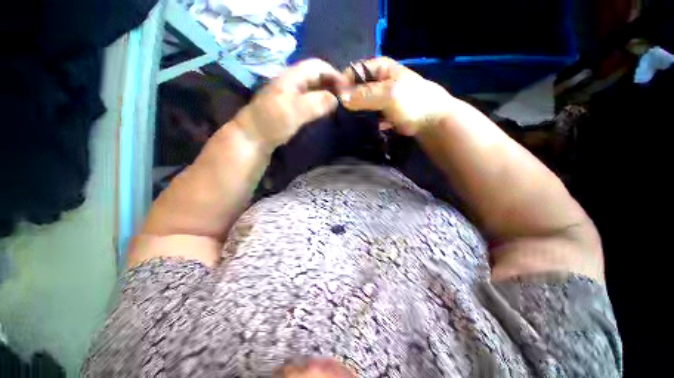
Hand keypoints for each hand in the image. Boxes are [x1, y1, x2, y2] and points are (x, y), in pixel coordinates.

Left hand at [234, 59, 347, 152]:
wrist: (253, 137)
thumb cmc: (272, 122)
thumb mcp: (295, 111)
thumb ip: (316, 103)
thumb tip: (335, 99)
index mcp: (291, 77)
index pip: (317, 66)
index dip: (333, 73)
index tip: (347, 87)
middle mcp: (291, 82)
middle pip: (315, 75)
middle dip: (331, 82)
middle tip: (344, 96)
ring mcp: (289, 94)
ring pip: (312, 87)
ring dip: (326, 92)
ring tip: (338, 102)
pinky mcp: (289, 106)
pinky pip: (308, 99)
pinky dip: (319, 101)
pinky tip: (324, 110)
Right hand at [340, 57, 454, 136]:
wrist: (430, 121)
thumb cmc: (412, 102)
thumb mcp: (389, 94)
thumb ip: (365, 95)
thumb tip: (341, 98)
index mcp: (379, 68)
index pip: (353, 72)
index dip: (343, 84)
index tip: (335, 100)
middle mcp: (377, 80)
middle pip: (355, 88)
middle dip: (347, 100)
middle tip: (338, 114)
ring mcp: (378, 97)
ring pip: (360, 102)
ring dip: (354, 112)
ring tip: (345, 122)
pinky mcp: (380, 111)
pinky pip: (366, 113)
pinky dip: (361, 119)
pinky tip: (356, 127)